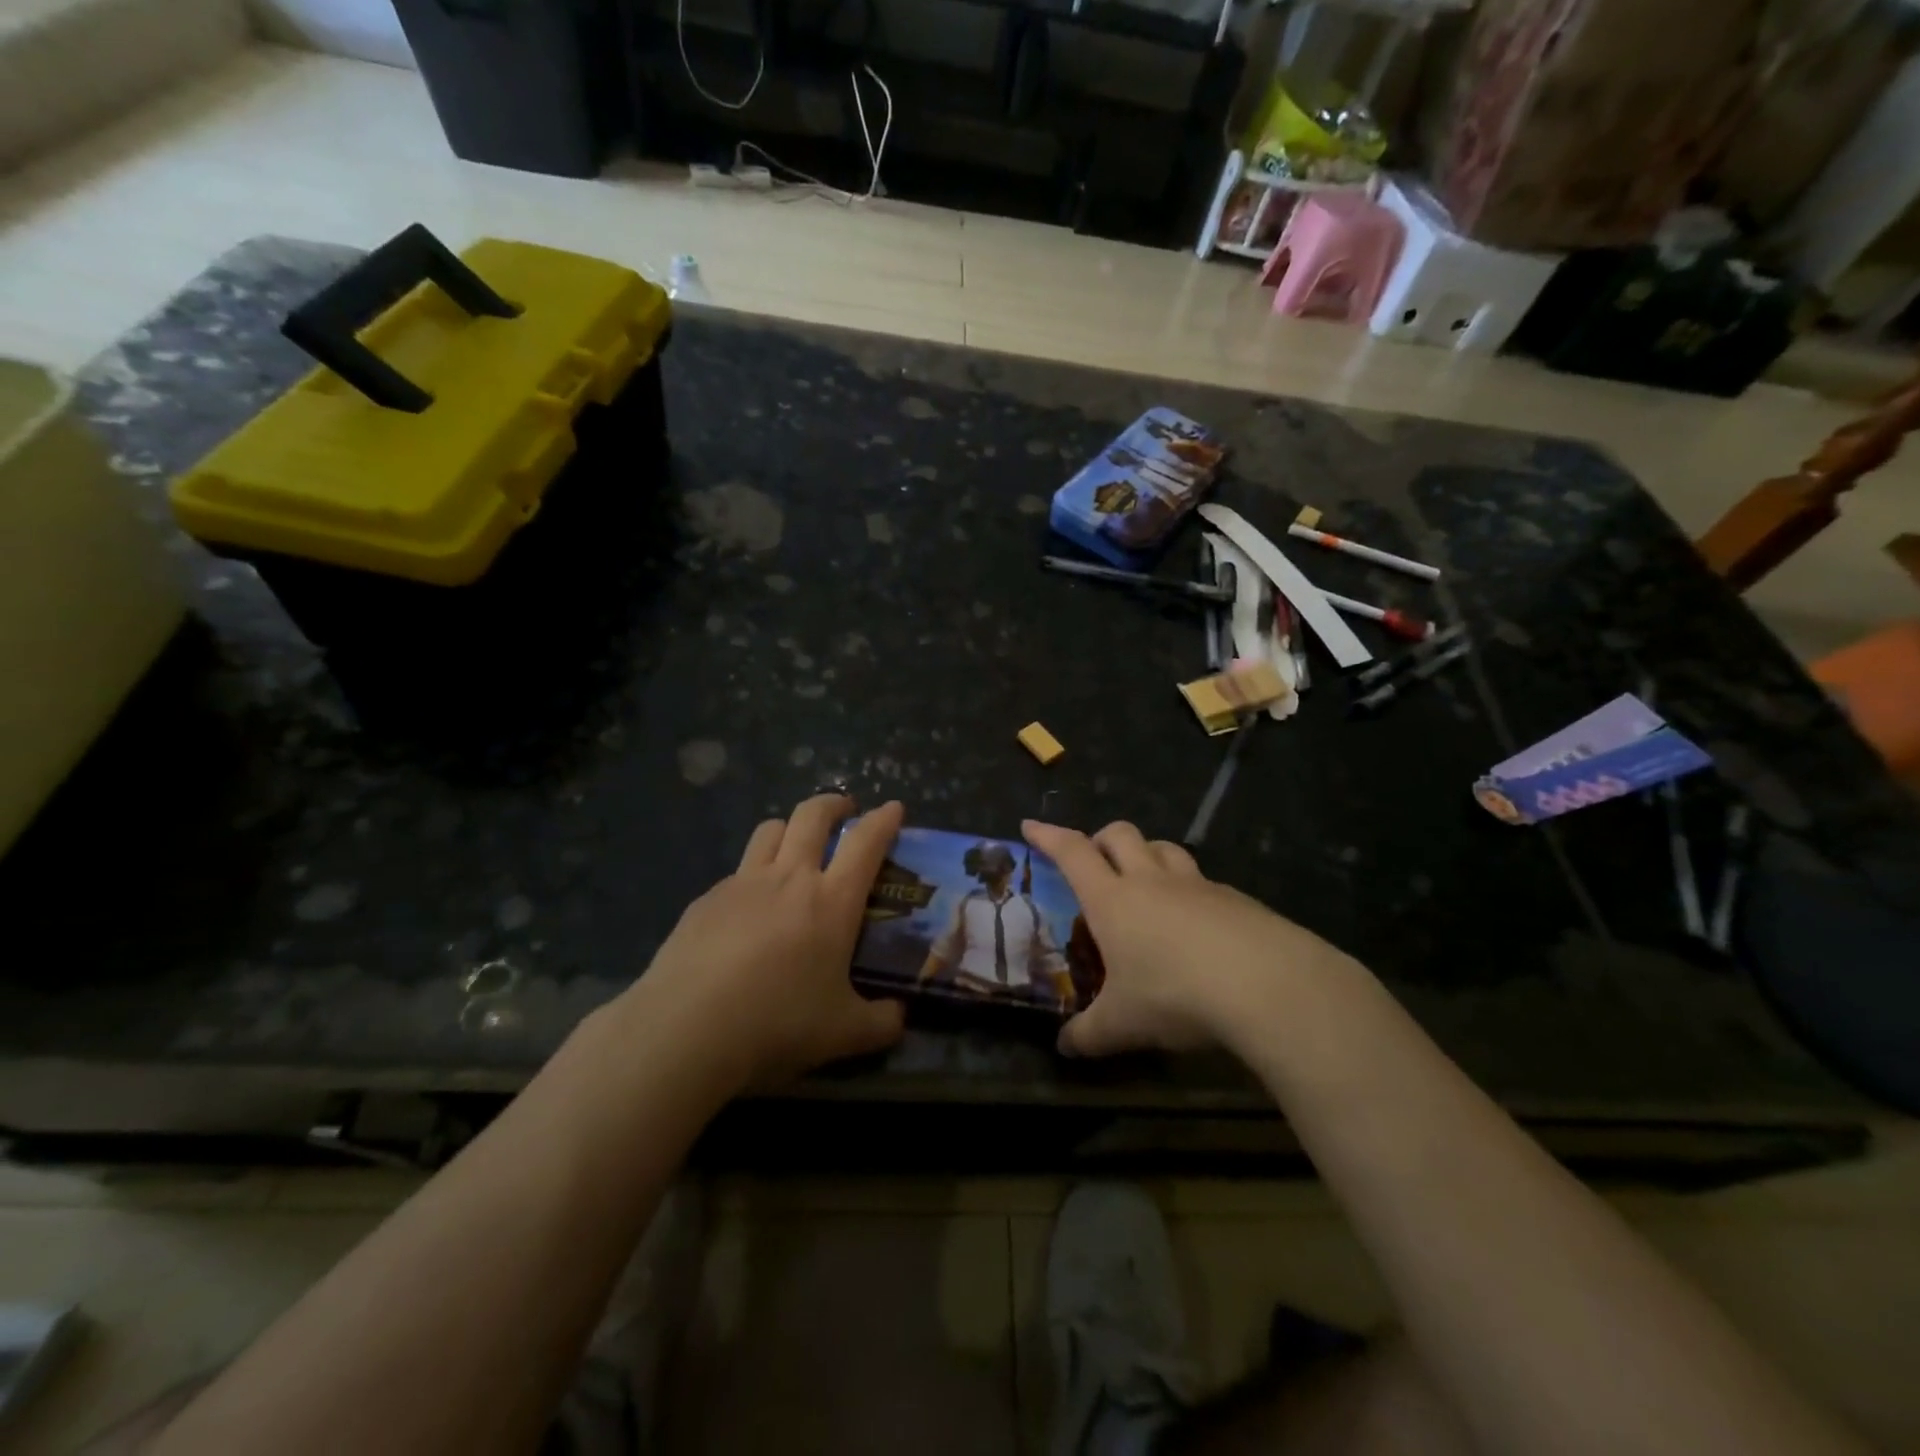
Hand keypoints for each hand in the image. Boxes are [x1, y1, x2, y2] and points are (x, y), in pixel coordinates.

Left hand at [629, 795, 906, 1092]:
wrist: (686, 1029)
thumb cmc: (777, 1023)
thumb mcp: (843, 1033)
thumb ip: (881, 1024)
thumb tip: (900, 1018)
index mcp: (831, 901)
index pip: (866, 842)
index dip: (884, 820)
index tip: (893, 808)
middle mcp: (789, 878)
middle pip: (812, 815)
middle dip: (834, 804)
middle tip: (845, 811)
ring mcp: (742, 883)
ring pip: (770, 830)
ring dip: (790, 827)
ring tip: (795, 846)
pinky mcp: (706, 900)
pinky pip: (736, 871)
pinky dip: (752, 875)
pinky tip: (748, 909)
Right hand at [1024, 819, 1345, 1058]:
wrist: (1266, 985)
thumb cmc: (1175, 995)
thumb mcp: (1122, 1025)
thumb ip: (1088, 1035)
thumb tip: (1064, 1049)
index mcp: (1113, 900)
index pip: (1071, 853)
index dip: (1048, 837)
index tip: (1030, 826)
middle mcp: (1151, 881)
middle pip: (1120, 835)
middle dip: (1100, 838)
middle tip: (1094, 860)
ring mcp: (1197, 885)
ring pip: (1164, 847)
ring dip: (1147, 853)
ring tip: (1144, 879)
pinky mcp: (1235, 898)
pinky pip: (1202, 880)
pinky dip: (1189, 888)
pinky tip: (1197, 922)